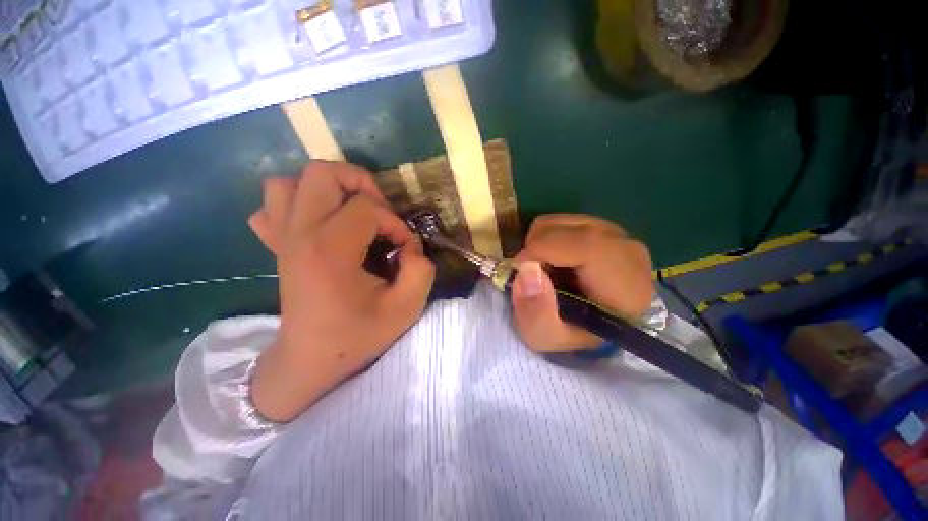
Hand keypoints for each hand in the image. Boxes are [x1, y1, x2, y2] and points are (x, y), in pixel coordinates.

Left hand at [247, 161, 434, 421]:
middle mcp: (299, 235)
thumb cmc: (358, 336)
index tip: (403, 248)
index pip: (367, 208)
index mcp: (329, 251)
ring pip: (290, 182)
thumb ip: (421, 269)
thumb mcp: (406, 308)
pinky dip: (298, 204)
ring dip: (328, 189)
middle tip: (379, 211)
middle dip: (360, 183)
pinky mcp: (277, 246)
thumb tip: (410, 245)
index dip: (395, 223)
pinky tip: (320, 224)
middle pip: (321, 173)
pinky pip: (273, 206)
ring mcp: (281, 238)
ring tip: (350, 211)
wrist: (310, 362)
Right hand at [511, 214, 652, 351]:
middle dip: (536, 248)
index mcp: (625, 286)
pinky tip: (554, 261)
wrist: (591, 324)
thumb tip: (527, 269)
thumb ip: (536, 312)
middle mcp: (627, 251)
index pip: (588, 245)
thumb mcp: (546, 338)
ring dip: (539, 244)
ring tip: (545, 270)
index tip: (521, 268)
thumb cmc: (571, 334)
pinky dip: (546, 238)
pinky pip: (562, 221)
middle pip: (570, 229)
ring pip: (560, 221)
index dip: (545, 249)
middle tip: (531, 274)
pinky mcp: (601, 227)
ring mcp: (616, 234)